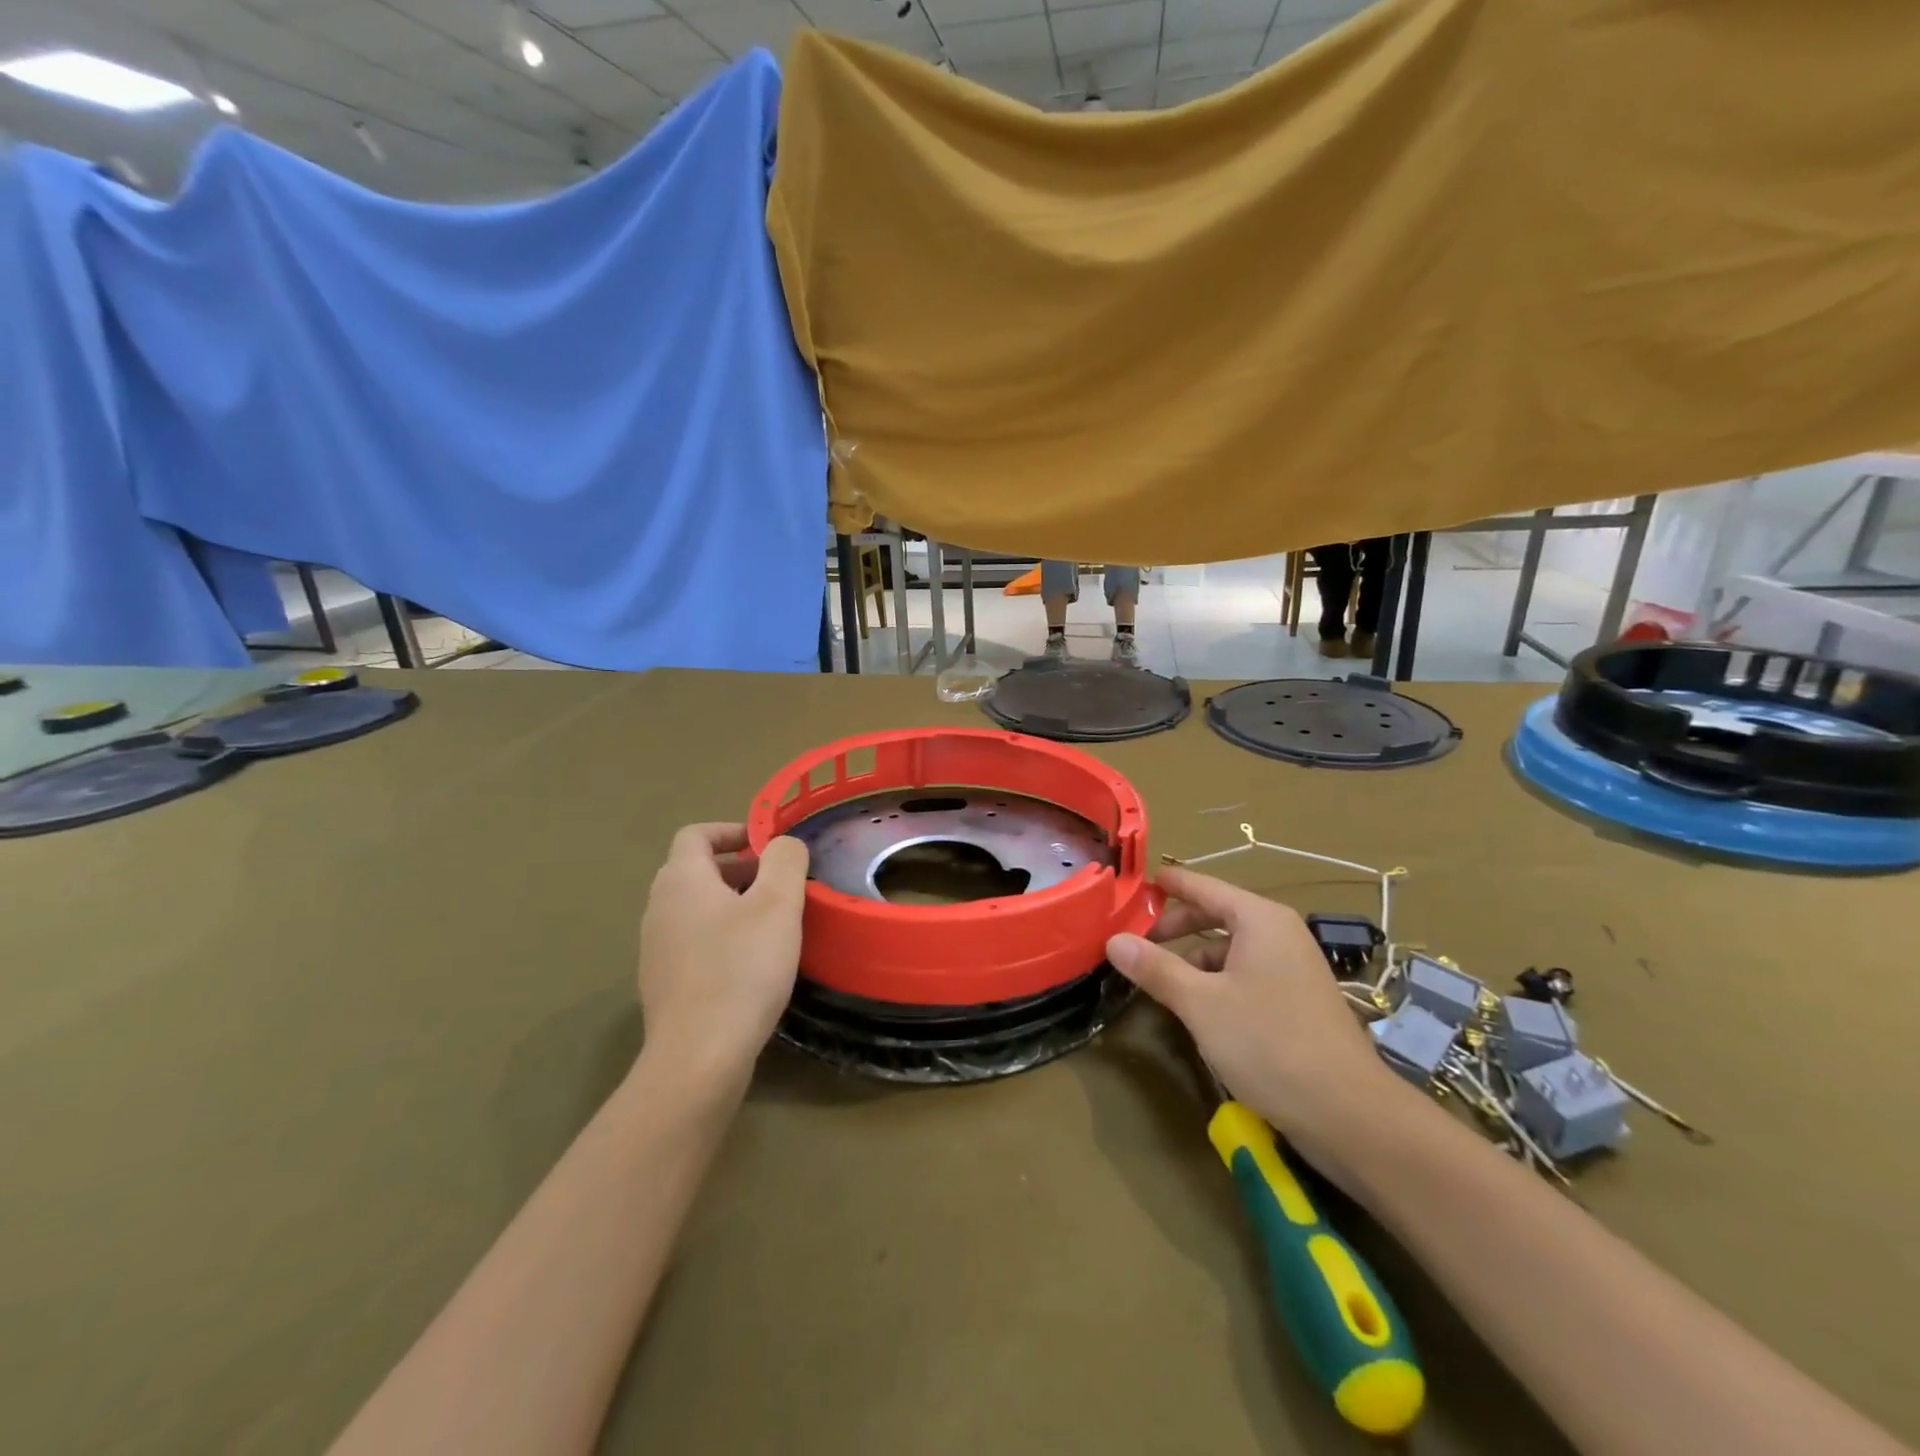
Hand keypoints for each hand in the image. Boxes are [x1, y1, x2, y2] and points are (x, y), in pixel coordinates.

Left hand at [635, 824, 809, 1094]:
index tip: (769, 845)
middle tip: (780, 884)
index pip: (696, 834)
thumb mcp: (777, 905)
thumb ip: (784, 861)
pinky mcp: (664, 982)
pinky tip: (752, 962)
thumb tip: (783, 843)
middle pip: (696, 870)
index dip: (733, 831)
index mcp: (681, 880)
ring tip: (773, 922)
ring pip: (696, 907)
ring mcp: (656, 948)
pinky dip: (722, 935)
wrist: (698, 1056)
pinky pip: (694, 941)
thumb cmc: (741, 969)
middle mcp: (659, 907)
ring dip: (732, 902)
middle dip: (740, 868)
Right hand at [1107, 866, 1406, 1180]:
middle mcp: (1279, 934)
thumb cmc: (1269, 1044)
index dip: (1167, 885)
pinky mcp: (1297, 1001)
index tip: (1134, 886)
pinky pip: (1246, 974)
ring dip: (1193, 959)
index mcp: (1260, 919)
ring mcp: (1292, 968)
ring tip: (1160, 981)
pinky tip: (1198, 1010)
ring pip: (1230, 949)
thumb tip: (1113, 940)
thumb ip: (1155, 968)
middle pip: (1216, 914)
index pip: (1203, 885)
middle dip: (1175, 926)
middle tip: (1135, 941)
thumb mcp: (1201, 1004)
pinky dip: (1216, 982)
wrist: (1350, 1114)